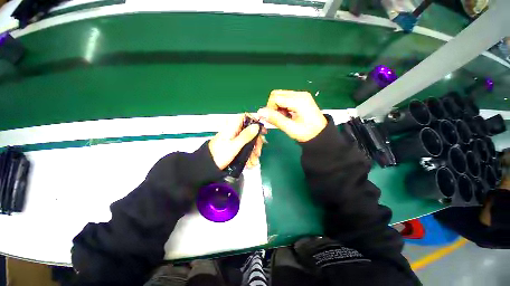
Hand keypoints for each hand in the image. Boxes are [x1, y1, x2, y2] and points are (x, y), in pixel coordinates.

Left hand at [209, 115, 264, 169]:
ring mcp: (234, 139)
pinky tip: (250, 162)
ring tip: (254, 161)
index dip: (255, 121)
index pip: (245, 117)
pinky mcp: (233, 146)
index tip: (262, 130)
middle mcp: (234, 131)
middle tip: (258, 150)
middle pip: (249, 130)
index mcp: (232, 128)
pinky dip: (248, 154)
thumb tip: (256, 126)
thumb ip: (245, 136)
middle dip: (256, 141)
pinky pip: (244, 147)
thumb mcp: (234, 146)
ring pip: (248, 140)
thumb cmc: (219, 155)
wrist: (207, 166)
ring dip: (253, 150)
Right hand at [257, 90, 326, 141]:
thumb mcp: (290, 128)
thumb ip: (275, 119)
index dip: (270, 109)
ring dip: (278, 107)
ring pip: (280, 96)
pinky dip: (282, 106)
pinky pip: (285, 98)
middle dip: (273, 107)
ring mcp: (301, 95)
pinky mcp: (301, 98)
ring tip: (284, 117)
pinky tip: (288, 115)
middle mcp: (300, 94)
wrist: (321, 134)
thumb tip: (260, 112)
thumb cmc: (307, 133)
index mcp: (298, 100)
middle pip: (276, 94)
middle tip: (279, 118)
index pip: (275, 98)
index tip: (272, 119)